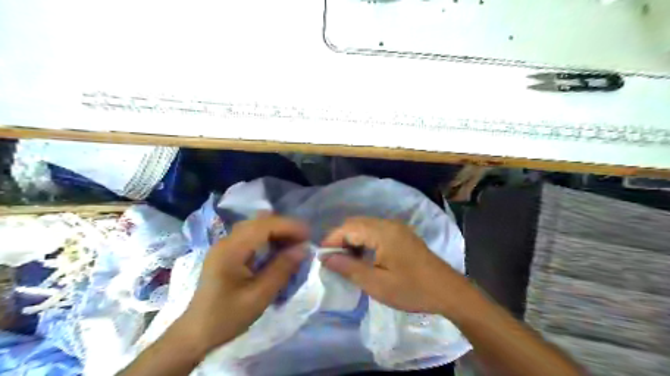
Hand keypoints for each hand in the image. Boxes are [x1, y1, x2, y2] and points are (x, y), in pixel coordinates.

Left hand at [174, 215, 306, 354]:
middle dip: (285, 228)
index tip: (309, 236)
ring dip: (277, 232)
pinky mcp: (227, 252)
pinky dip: (268, 238)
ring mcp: (225, 245)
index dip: (289, 226)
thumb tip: (303, 248)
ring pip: (256, 226)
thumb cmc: (226, 317)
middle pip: (260, 222)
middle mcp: (227, 241)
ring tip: (293, 245)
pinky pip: (251, 236)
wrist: (195, 333)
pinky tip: (277, 250)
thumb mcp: (259, 296)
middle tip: (303, 242)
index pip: (264, 225)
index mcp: (231, 250)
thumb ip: (282, 269)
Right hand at [320, 215, 467, 314]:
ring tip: (346, 261)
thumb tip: (326, 257)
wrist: (448, 292)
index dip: (331, 240)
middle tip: (333, 261)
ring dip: (352, 240)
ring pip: (364, 227)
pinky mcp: (401, 235)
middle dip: (340, 240)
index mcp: (382, 232)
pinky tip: (364, 258)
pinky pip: (375, 232)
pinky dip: (364, 241)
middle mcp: (388, 224)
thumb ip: (349, 268)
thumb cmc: (412, 290)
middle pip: (355, 224)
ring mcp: (396, 228)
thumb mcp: (376, 284)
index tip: (322, 258)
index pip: (347, 228)